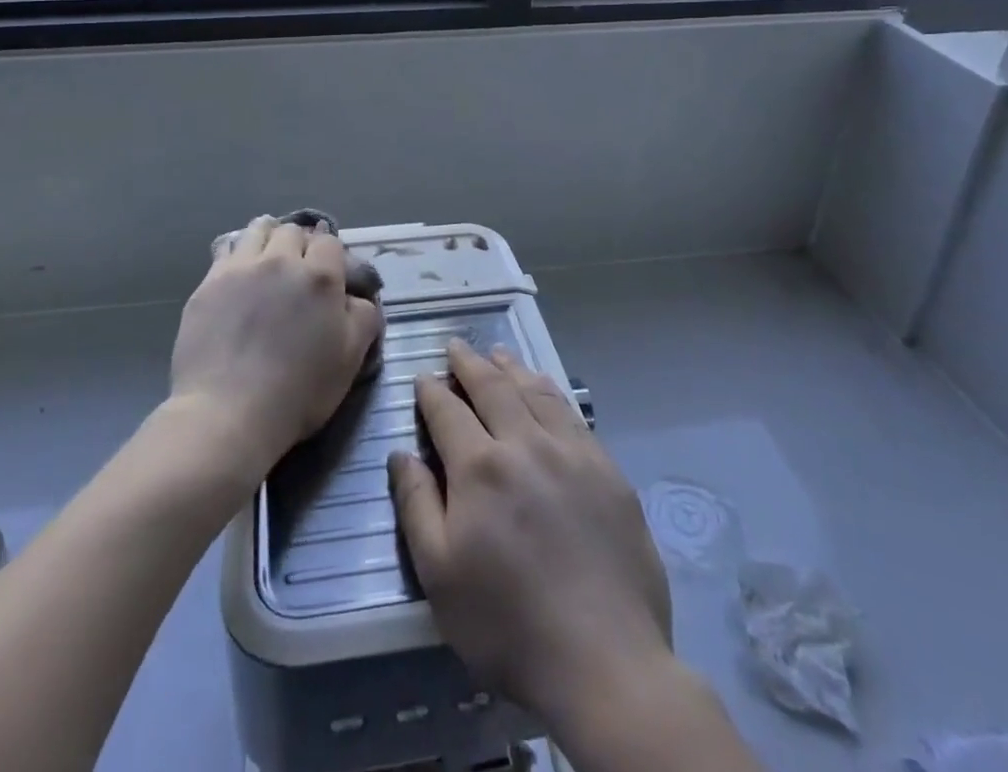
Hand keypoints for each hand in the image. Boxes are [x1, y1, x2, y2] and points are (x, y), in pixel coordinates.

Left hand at [169, 215, 382, 476]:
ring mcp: (241, 268)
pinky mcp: (208, 283)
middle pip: (293, 231)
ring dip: (268, 238)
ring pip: (258, 229)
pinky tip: (238, 272)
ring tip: (267, 260)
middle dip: (300, 245)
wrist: (228, 412)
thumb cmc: (298, 391)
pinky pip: (226, 249)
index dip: (331, 256)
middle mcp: (281, 260)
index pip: (330, 243)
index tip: (328, 276)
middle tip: (298, 271)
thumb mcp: (350, 359)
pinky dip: (237, 252)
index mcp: (320, 276)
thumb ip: (363, 317)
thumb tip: (358, 297)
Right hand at [389, 340, 671, 723]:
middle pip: (493, 387)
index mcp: (480, 467)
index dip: (431, 391)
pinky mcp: (607, 470)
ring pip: (535, 391)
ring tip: (498, 354)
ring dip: (511, 368)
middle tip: (456, 346)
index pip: (448, 411)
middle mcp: (525, 443)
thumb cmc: (508, 625)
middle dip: (469, 363)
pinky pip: (572, 413)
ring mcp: (571, 452)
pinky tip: (544, 389)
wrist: (606, 661)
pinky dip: (550, 391)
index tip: (422, 376)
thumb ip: (416, 505)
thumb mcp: (440, 575)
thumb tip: (400, 453)